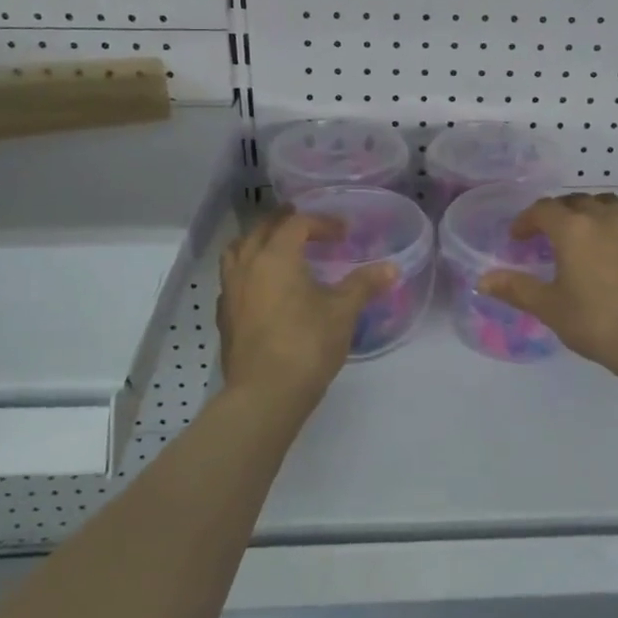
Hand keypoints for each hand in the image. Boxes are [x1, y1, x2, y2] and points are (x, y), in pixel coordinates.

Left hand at [217, 208, 393, 404]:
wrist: (264, 395)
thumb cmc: (307, 344)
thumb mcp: (343, 312)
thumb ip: (364, 285)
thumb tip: (392, 268)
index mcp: (276, 256)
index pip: (296, 223)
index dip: (321, 222)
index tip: (344, 234)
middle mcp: (247, 266)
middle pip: (262, 229)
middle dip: (286, 222)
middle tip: (308, 227)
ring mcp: (230, 292)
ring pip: (238, 251)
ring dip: (259, 242)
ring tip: (280, 249)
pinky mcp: (224, 317)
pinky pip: (233, 279)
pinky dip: (248, 271)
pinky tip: (264, 287)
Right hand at [477, 192, 617, 372]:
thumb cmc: (596, 322)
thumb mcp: (549, 308)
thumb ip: (516, 289)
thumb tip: (483, 281)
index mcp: (573, 229)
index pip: (543, 209)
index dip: (526, 220)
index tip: (518, 238)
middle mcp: (604, 220)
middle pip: (575, 201)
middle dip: (556, 213)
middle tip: (546, 235)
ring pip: (606, 206)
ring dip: (588, 213)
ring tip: (580, 236)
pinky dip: (611, 230)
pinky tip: (609, 257)